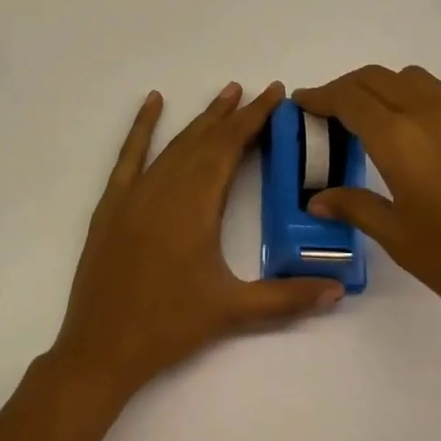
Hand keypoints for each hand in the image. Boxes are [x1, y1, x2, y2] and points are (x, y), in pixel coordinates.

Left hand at [50, 82, 345, 399]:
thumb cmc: (170, 327)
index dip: (254, 118)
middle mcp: (165, 187)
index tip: (274, 93)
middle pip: (206, 139)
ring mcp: (135, 192)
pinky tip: (153, 102)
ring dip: (202, 119)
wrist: (101, 349)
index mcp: (196, 204)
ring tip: (227, 94)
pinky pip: (129, 155)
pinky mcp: (112, 203)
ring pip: (175, 144)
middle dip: (235, 114)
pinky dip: (141, 126)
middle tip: (260, 92)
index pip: (230, 147)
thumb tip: (339, 290)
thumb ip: (288, 297)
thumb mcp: (233, 311)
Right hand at [296, 66, 440, 351]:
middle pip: (377, 78)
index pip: (349, 98)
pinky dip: (412, 99)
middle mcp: (430, 114)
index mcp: (400, 139)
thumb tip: (319, 198)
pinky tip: (414, 138)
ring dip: (381, 87)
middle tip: (328, 112)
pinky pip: (438, 96)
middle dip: (346, 87)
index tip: (301, 103)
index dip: (320, 97)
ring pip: (411, 79)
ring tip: (370, 120)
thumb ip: (356, 206)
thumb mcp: (400, 238)